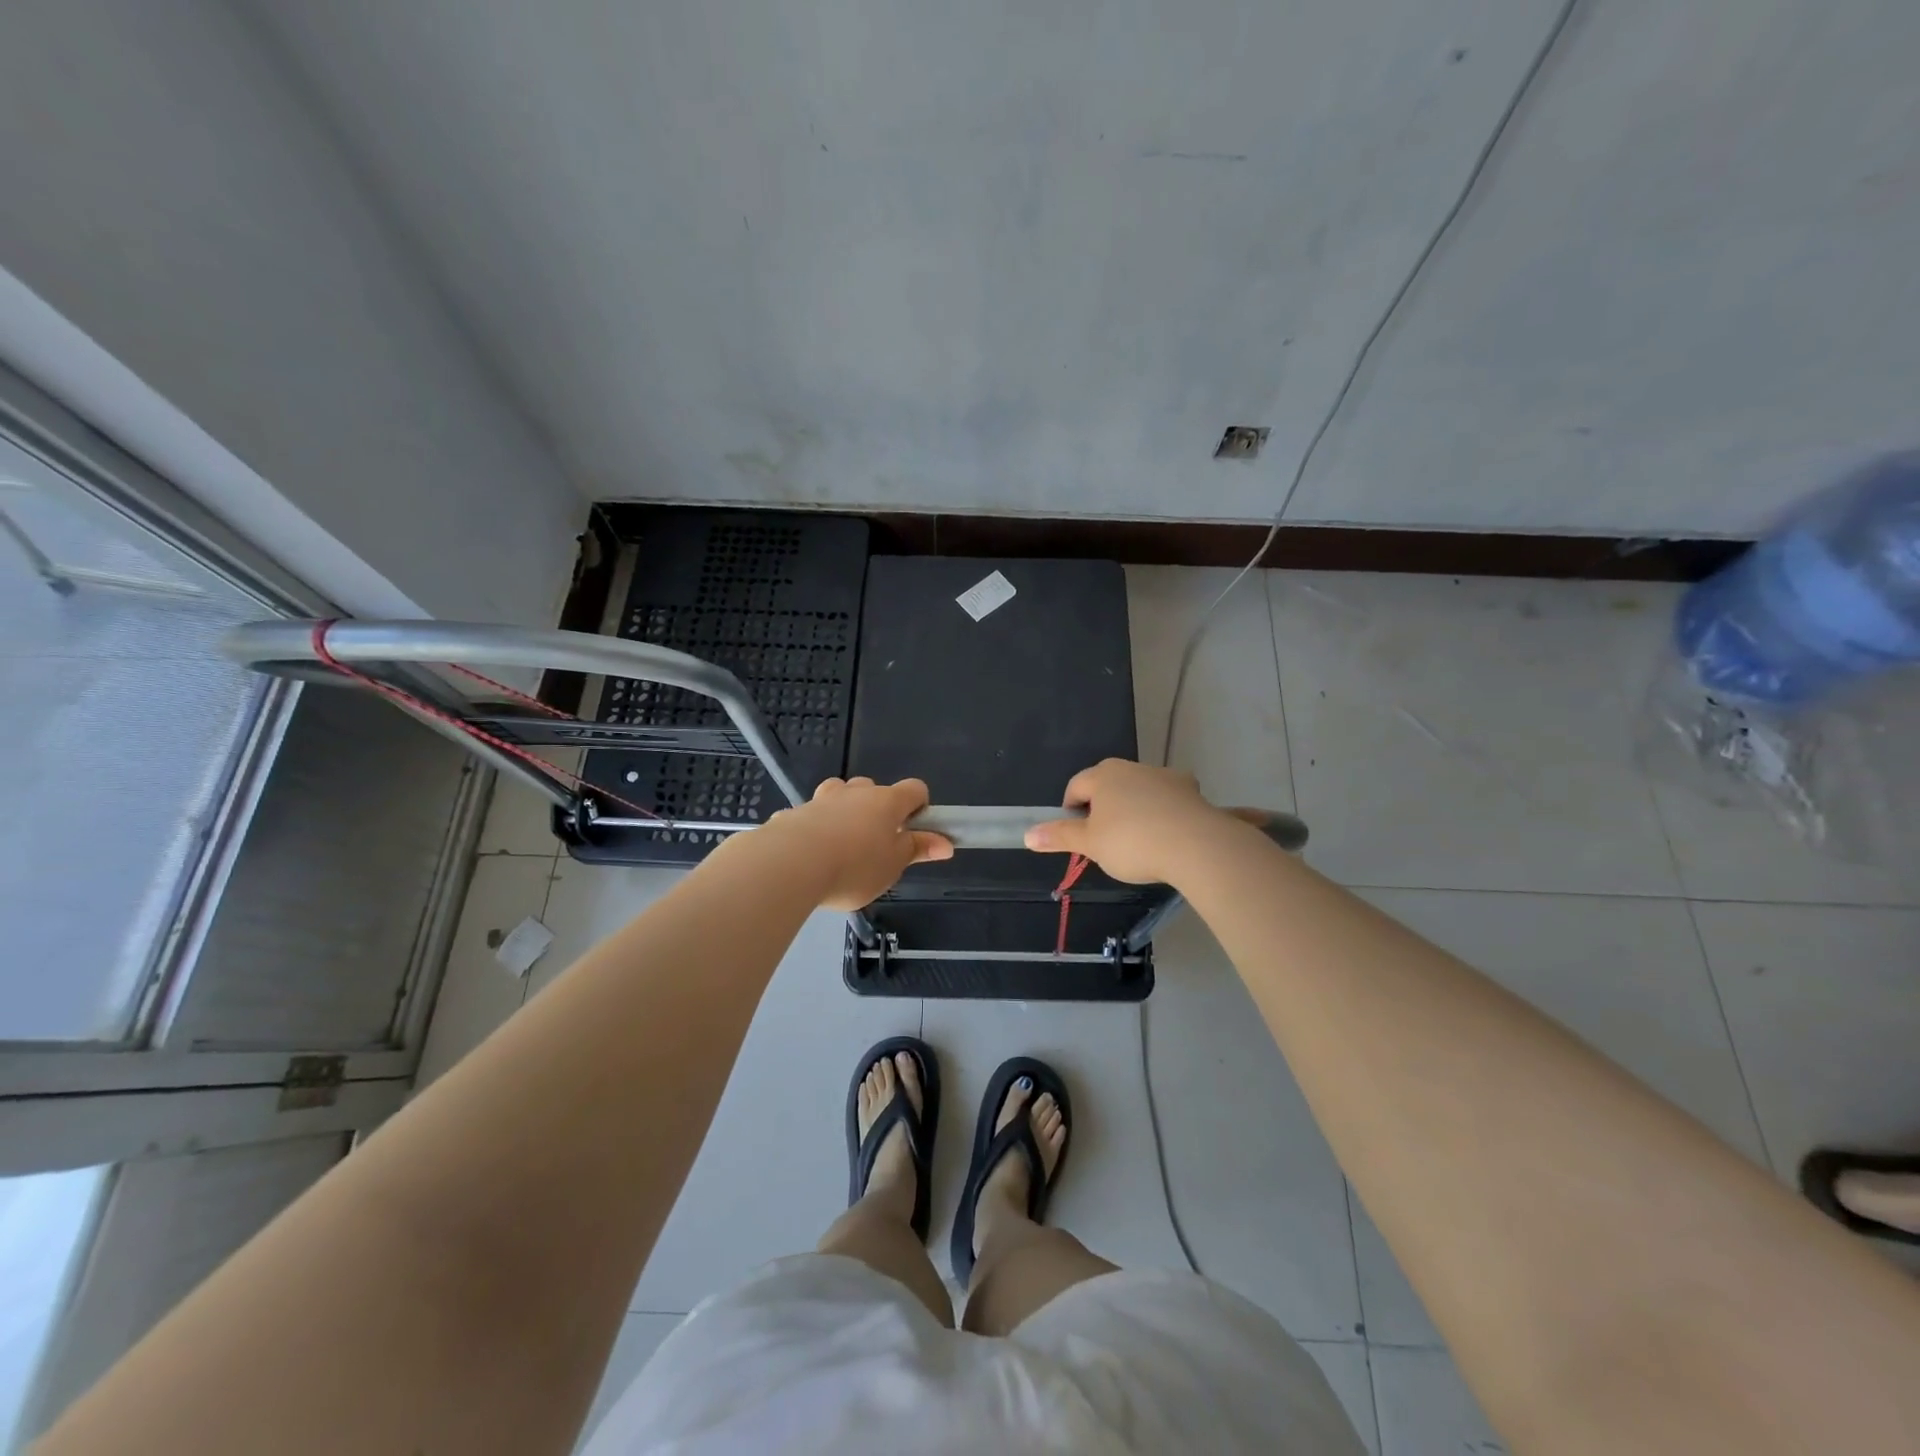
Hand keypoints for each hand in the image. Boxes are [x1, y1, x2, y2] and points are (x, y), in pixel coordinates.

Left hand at [763, 776, 953, 909]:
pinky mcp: (792, 813)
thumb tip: (946, 843)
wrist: (790, 864)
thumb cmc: (854, 867)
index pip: (915, 789)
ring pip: (838, 795)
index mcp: (887, 802)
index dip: (919, 806)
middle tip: (875, 844)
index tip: (914, 830)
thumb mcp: (893, 866)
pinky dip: (813, 829)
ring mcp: (821, 800)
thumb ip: (917, 850)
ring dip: (843, 812)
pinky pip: (808, 817)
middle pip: (873, 788)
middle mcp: (855, 792)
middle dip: (876, 809)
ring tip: (840, 845)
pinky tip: (807, 856)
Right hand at [1023, 758, 1240, 884]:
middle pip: (1108, 785)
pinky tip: (1167, 836)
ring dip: (1134, 809)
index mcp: (1103, 775)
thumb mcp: (1090, 844)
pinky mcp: (1190, 790)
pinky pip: (1168, 799)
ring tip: (1139, 841)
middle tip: (1106, 840)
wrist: (1196, 845)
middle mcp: (1132, 767)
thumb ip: (1059, 837)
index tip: (1078, 836)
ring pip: (1139, 790)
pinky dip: (1163, 813)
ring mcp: (1164, 776)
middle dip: (1103, 808)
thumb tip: (1027, 834)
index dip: (1071, 811)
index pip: (1076, 786)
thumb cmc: (1132, 842)